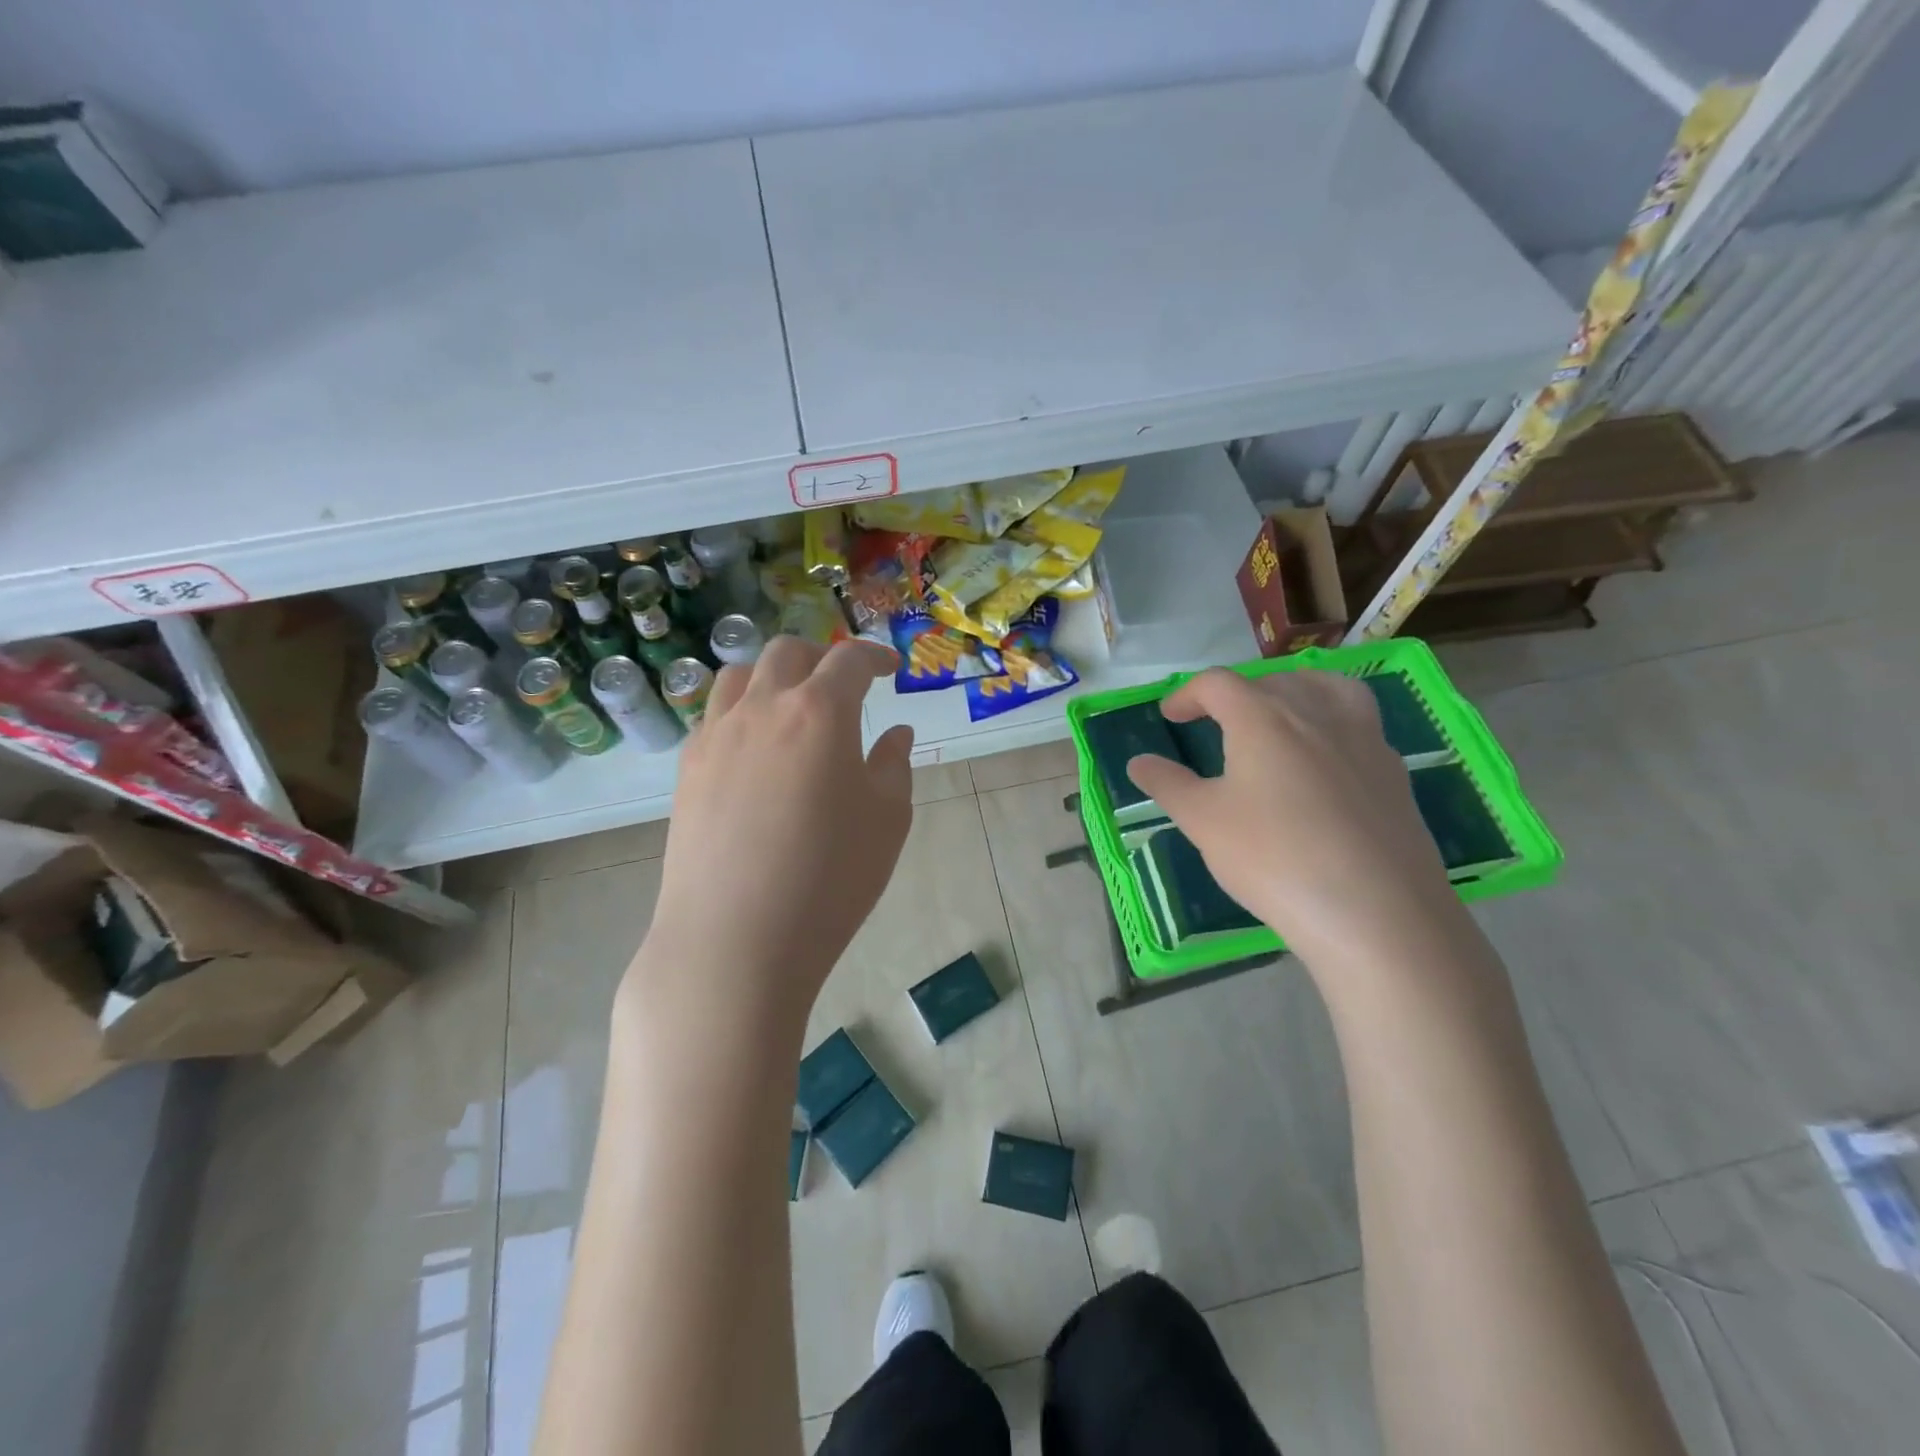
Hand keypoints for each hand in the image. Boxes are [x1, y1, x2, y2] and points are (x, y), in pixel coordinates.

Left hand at [636, 637, 912, 1023]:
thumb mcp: (887, 821)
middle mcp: (763, 708)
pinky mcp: (687, 768)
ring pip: (739, 674)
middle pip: (788, 652)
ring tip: (792, 705)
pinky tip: (756, 749)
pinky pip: (714, 716)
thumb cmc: (829, 879)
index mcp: (820, 712)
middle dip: (821, 656)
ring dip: (773, 675)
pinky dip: (741, 711)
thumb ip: (894, 766)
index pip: (849, 660)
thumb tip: (897, 734)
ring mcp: (717, 735)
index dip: (875, 657)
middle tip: (843, 685)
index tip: (892, 670)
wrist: (735, 939)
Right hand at [1125, 668, 1457, 962]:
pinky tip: (1323, 762)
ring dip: (1293, 691)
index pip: (1217, 684)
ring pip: (1327, 688)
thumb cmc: (1274, 858)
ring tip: (1279, 716)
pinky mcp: (1394, 771)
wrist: (1376, 912)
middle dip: (1237, 693)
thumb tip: (1138, 762)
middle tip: (1216, 722)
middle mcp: (1316, 713)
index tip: (1171, 716)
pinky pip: (1359, 723)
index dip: (1187, 694)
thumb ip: (1168, 784)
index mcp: (1263, 718)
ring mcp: (1363, 739)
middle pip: (1272, 681)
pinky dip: (1331, 723)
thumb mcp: (1203, 822)